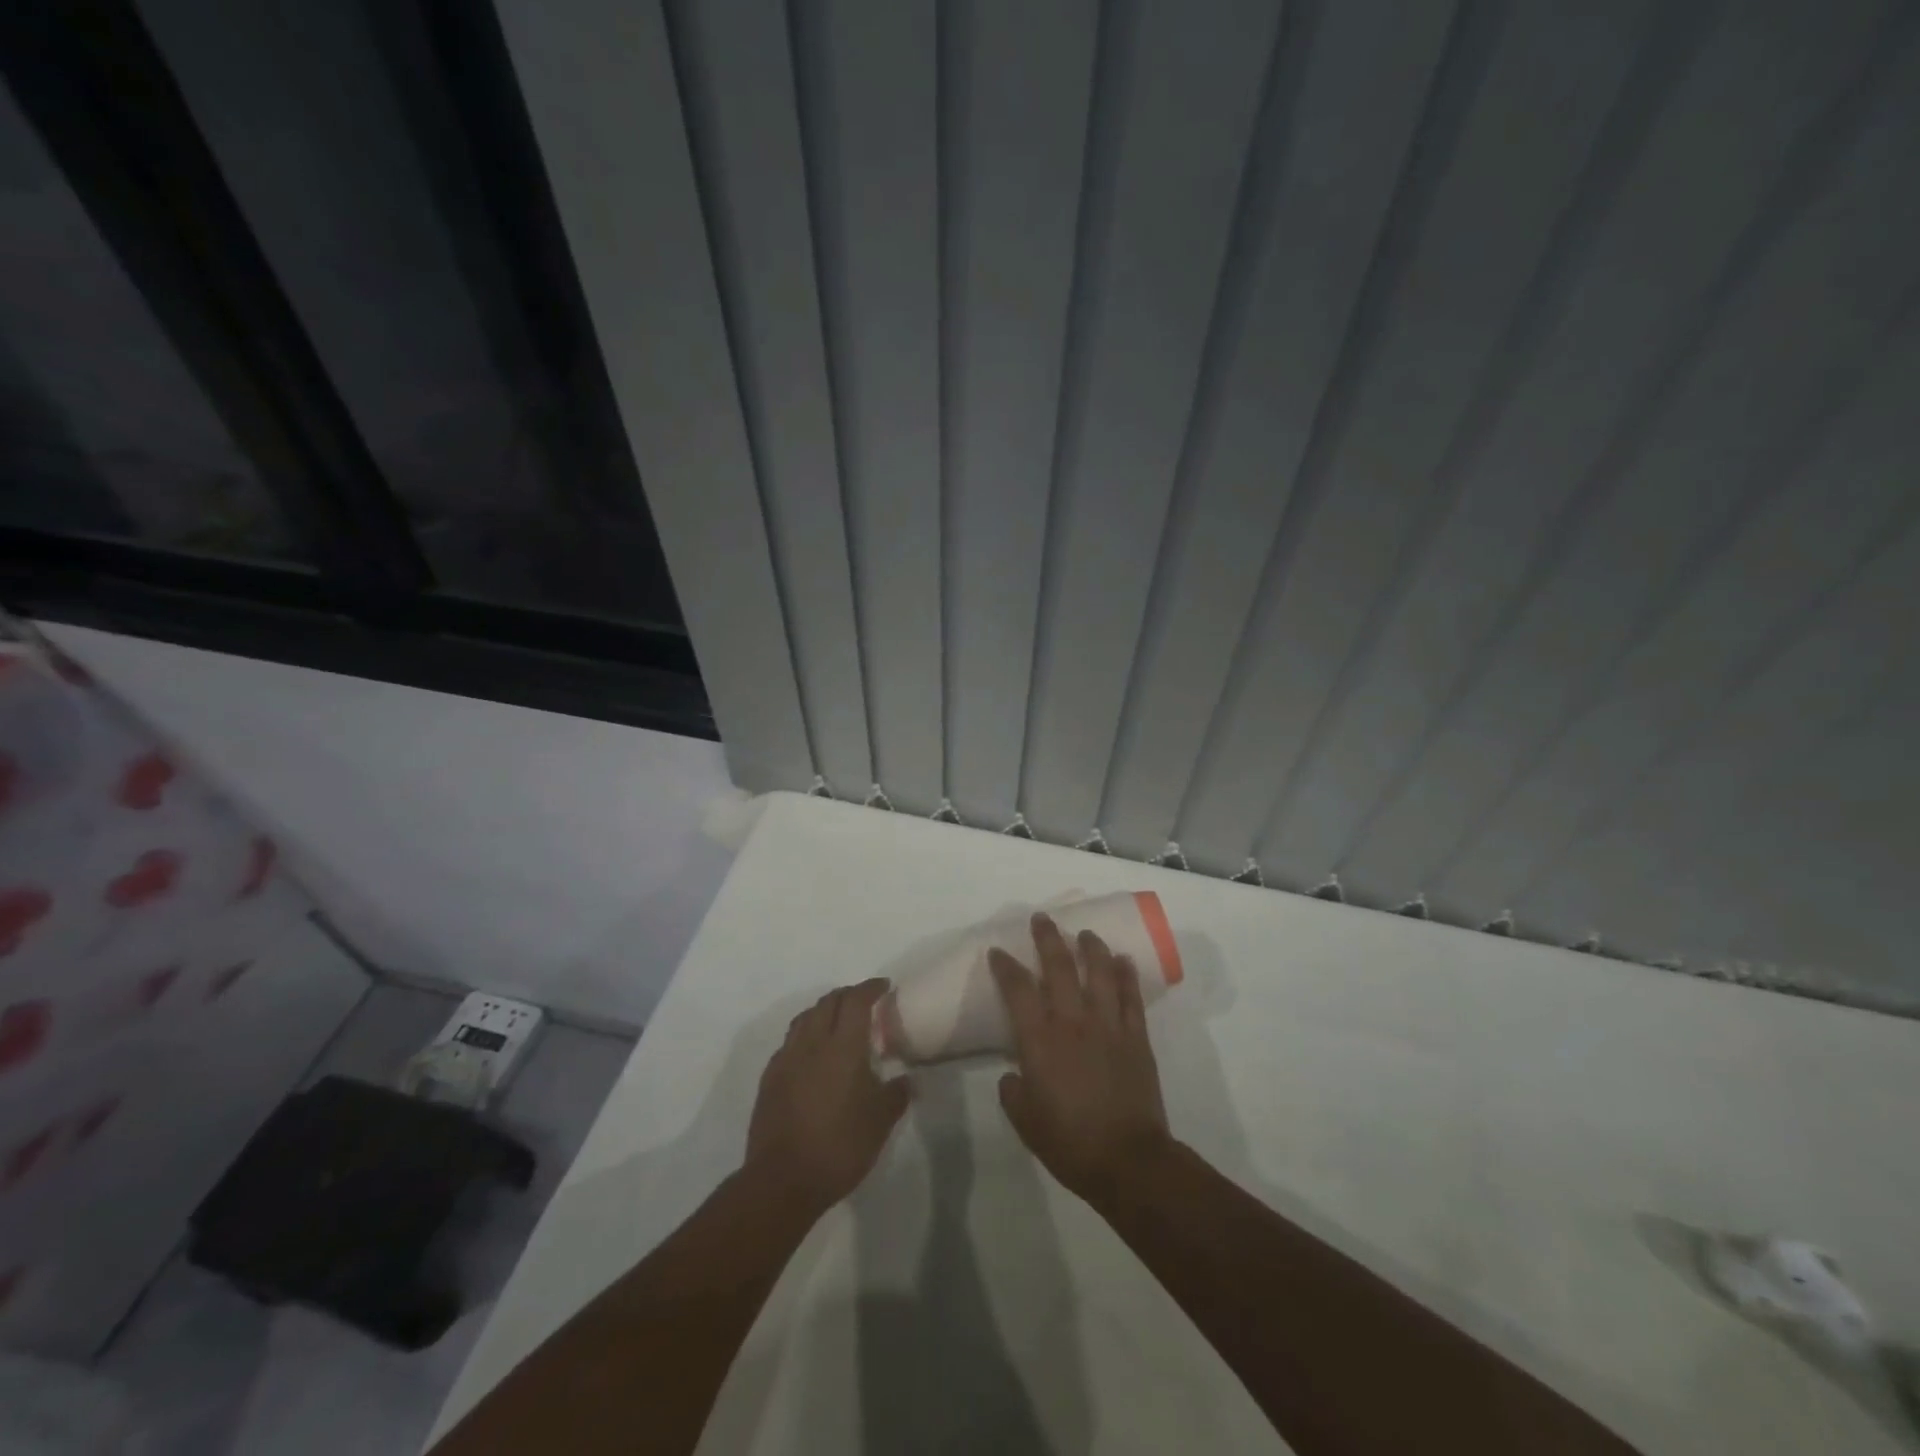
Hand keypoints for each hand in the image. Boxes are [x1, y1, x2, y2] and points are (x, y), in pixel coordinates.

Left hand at [744, 979, 910, 1214]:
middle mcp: (812, 1043)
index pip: (856, 1000)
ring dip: (823, 1010)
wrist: (782, 1180)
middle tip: (864, 1002)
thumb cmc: (839, 1146)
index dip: (870, 988)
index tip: (884, 986)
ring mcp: (786, 1059)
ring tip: (837, 1021)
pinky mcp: (770, 1078)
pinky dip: (805, 1034)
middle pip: (828, 1002)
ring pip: (805, 1017)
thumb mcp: (880, 1123)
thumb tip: (907, 1080)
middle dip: (847, 995)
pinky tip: (812, 1053)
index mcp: (843, 1046)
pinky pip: (789, 1042)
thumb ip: (896, 1095)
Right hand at [989, 914, 1171, 1209]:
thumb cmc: (1069, 1142)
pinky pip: (1131, 997)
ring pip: (1099, 973)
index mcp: (1040, 1041)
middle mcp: (1073, 1022)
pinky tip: (1123, 960)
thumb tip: (1013, 1075)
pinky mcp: (1136, 1037)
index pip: (1018, 990)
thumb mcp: (1025, 1121)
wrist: (1127, 1160)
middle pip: (1059, 967)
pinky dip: (1127, 975)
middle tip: (1042, 919)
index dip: (1005, 967)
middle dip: (1048, 938)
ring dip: (1091, 948)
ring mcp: (1108, 1026)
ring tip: (1085, 933)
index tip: (998, 952)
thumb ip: (1013, 1092)